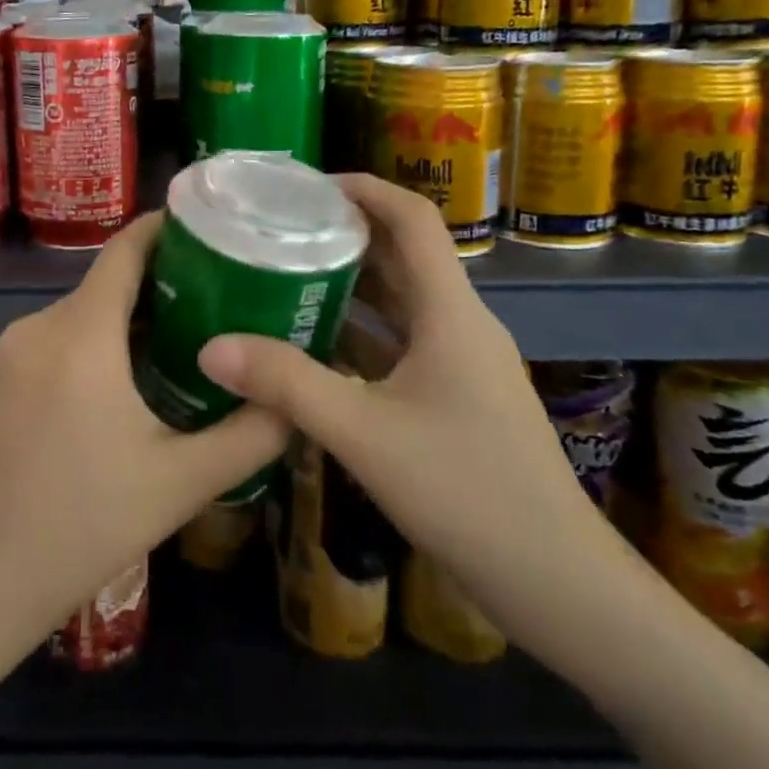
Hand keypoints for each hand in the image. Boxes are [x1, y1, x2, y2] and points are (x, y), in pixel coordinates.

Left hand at [0, 212, 290, 645]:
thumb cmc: (81, 525)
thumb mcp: (180, 483)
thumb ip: (248, 436)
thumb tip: (294, 401)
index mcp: (81, 333)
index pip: (125, 250)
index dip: (164, 228)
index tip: (205, 227)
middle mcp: (37, 326)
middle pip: (105, 286)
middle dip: (157, 289)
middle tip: (214, 308)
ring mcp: (5, 352)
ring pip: (77, 317)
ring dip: (122, 325)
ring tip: (174, 352)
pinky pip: (50, 344)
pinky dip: (87, 348)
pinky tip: (114, 392)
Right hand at [195, 175, 623, 646]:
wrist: (557, 582)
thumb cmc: (467, 492)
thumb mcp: (364, 434)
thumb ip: (287, 385)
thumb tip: (211, 346)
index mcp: (450, 311)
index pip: (413, 219)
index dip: (364, 188)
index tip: (305, 186)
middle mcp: (459, 323)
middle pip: (402, 255)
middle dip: (344, 233)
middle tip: (279, 229)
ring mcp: (460, 362)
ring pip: (400, 302)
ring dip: (349, 284)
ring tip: (284, 275)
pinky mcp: (455, 396)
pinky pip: (400, 343)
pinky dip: (359, 332)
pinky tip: (313, 346)